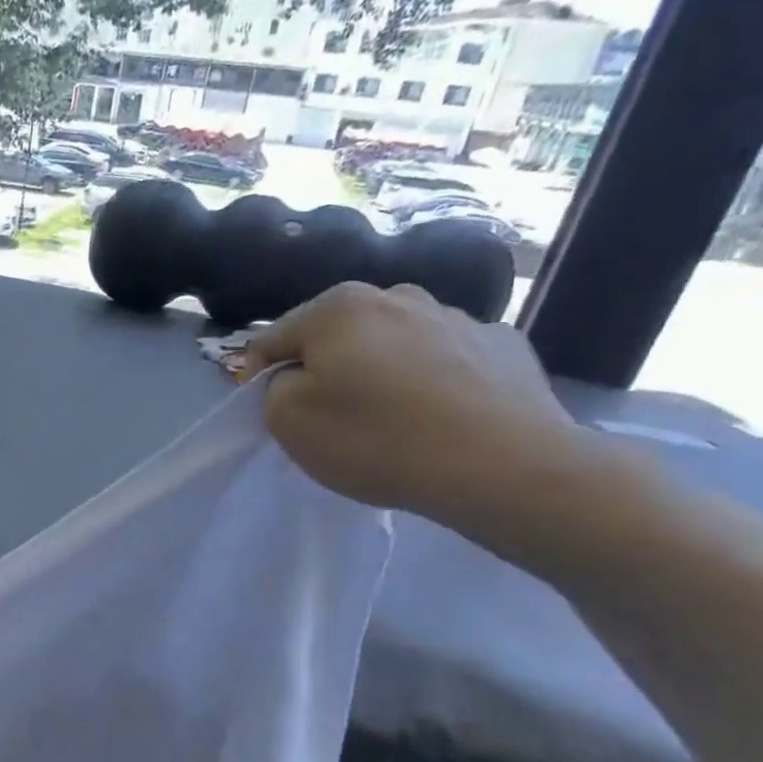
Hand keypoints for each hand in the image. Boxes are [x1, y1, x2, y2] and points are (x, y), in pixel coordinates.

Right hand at [242, 283, 585, 534]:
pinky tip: (437, 418)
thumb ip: (274, 389)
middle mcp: (396, 295)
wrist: (503, 466)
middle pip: (335, 334)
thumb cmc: (377, 439)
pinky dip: (430, 380)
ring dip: (377, 370)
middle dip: (323, 368)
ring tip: (387, 419)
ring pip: (391, 343)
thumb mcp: (288, 421)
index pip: (272, 338)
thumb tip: (297, 376)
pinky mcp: (502, 344)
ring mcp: (456, 315)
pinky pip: (443, 360)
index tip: (268, 414)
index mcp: (337, 307)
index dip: (259, 377)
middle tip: (327, 416)